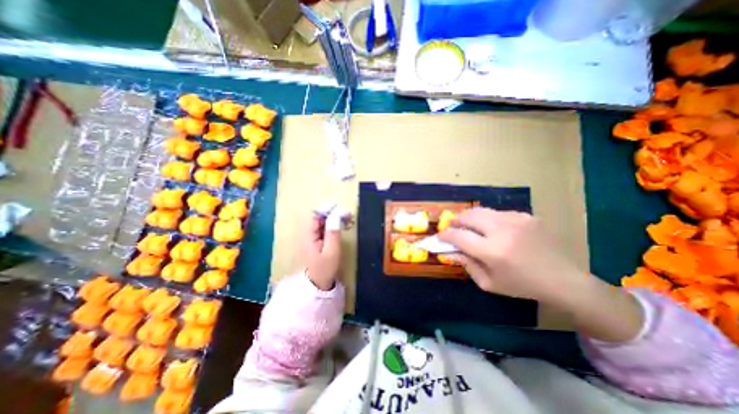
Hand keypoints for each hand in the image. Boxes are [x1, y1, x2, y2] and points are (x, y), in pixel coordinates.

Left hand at [302, 213, 343, 290]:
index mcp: (309, 236)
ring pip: (323, 222)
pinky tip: (342, 226)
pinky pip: (325, 228)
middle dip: (333, 213)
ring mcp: (313, 237)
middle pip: (319, 218)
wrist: (319, 284)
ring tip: (347, 218)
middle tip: (347, 214)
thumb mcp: (331, 251)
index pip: (315, 216)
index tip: (340, 209)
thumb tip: (336, 215)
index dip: (327, 210)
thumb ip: (333, 233)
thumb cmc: (325, 268)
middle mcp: (309, 234)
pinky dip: (334, 225)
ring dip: (334, 218)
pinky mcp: (318, 241)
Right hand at [438, 210, 589, 307]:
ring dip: (470, 218)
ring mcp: (516, 220)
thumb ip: (466, 264)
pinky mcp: (526, 216)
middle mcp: (502, 231)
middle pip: (468, 217)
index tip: (439, 236)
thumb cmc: (522, 285)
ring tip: (469, 226)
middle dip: (455, 221)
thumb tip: (449, 250)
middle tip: (452, 227)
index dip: (445, 235)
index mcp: (493, 251)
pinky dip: (489, 220)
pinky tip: (494, 229)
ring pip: (481, 211)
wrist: (564, 280)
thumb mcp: (489, 283)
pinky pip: (498, 213)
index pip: (459, 236)